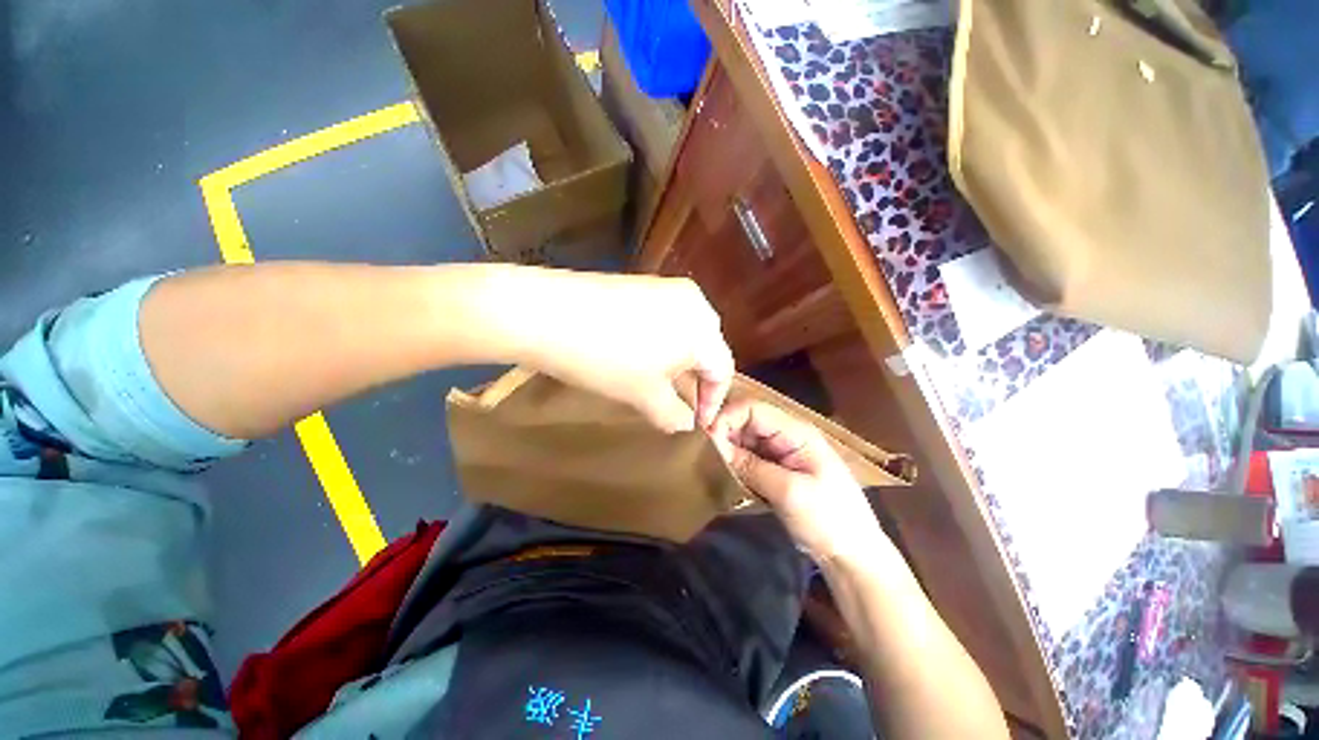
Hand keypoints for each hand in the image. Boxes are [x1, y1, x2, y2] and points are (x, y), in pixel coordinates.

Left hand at [522, 271, 733, 432]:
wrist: (547, 314)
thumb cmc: (606, 360)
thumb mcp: (644, 396)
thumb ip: (674, 415)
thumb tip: (686, 423)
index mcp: (703, 327)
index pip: (722, 370)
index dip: (712, 401)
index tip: (698, 425)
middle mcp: (694, 301)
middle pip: (706, 349)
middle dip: (695, 380)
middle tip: (680, 404)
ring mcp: (666, 287)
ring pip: (686, 333)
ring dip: (678, 362)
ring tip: (660, 383)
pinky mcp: (643, 283)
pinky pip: (666, 318)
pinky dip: (662, 342)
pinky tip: (642, 355)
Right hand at [710, 400, 885, 565]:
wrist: (852, 554)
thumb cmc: (829, 520)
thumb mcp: (789, 493)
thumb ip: (751, 467)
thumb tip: (716, 448)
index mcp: (796, 432)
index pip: (753, 409)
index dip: (727, 418)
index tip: (706, 439)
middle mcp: (786, 436)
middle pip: (746, 422)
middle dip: (724, 434)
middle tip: (704, 455)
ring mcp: (781, 453)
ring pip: (745, 440)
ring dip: (727, 449)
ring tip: (710, 465)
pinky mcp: (776, 470)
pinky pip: (748, 458)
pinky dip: (735, 464)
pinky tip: (724, 474)